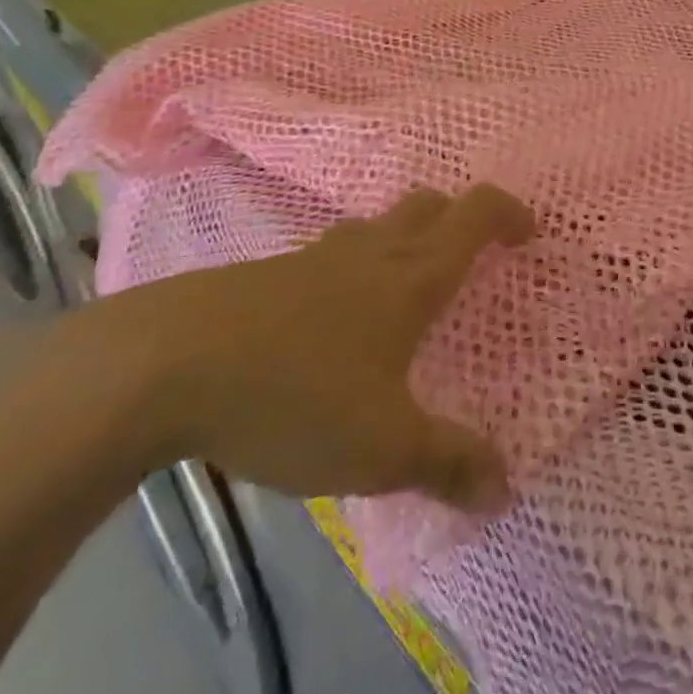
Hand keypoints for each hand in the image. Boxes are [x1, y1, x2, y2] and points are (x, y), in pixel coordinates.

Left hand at [109, 185, 535, 510]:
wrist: (164, 367)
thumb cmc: (295, 394)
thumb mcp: (383, 447)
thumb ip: (448, 464)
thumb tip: (505, 488)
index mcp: (412, 276)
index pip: (476, 214)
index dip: (509, 213)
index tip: (528, 233)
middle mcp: (372, 252)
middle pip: (429, 205)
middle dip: (458, 219)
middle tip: (470, 258)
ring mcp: (316, 257)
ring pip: (378, 226)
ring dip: (404, 240)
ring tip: (404, 291)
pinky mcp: (269, 275)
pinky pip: (331, 255)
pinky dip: (353, 270)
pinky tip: (332, 322)